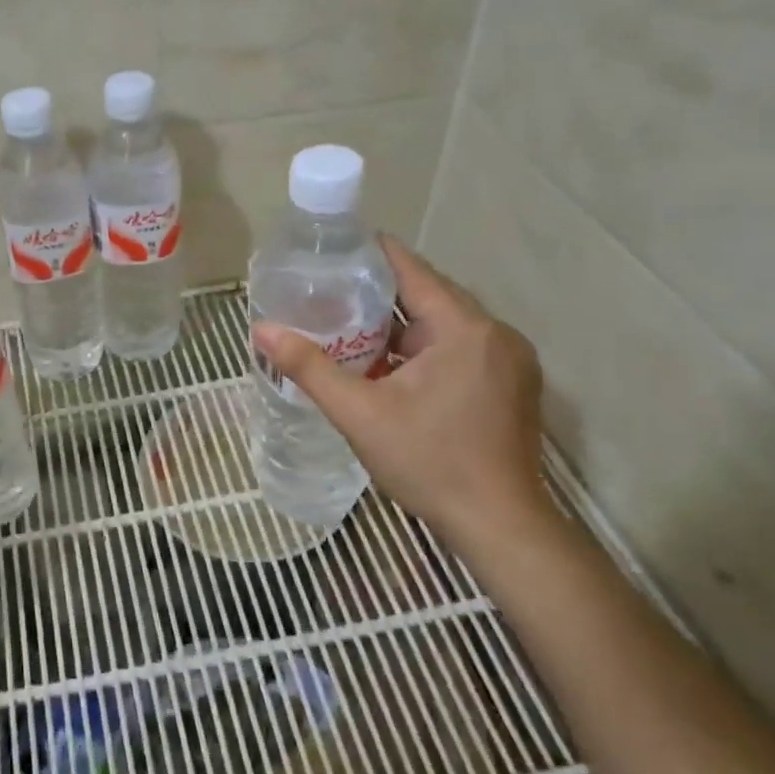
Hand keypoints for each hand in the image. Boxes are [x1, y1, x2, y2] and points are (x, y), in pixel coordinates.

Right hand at [252, 236, 547, 546]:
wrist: (499, 525)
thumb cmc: (429, 463)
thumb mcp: (360, 414)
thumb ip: (309, 367)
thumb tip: (261, 329)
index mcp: (464, 329)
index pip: (413, 270)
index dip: (373, 254)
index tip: (335, 248)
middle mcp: (495, 334)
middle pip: (430, 297)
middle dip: (381, 296)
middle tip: (331, 295)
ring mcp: (511, 361)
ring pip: (446, 327)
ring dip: (403, 328)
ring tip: (352, 330)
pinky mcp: (513, 386)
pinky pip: (461, 350)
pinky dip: (426, 351)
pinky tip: (394, 370)